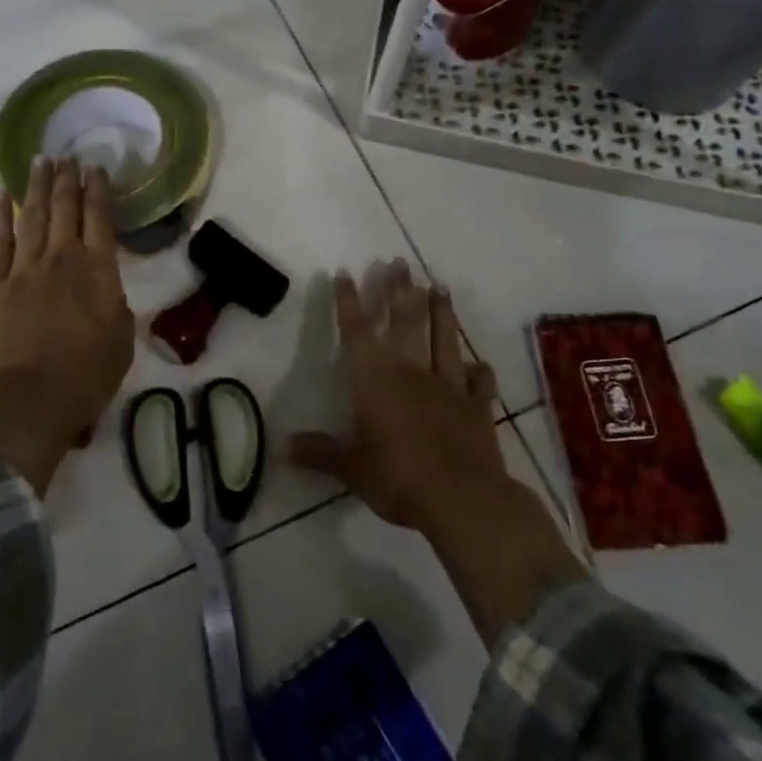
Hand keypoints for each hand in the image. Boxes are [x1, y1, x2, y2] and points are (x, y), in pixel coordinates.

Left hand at [0, 158, 134, 492]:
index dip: (98, 189)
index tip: (95, 166)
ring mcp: (24, 268)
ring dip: (38, 186)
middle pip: (66, 208)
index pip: (100, 218)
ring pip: (33, 216)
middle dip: (67, 179)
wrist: (28, 401)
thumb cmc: (85, 376)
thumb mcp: (121, 341)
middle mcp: (62, 258)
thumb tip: (107, 291)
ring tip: (41, 161)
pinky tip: (2, 195)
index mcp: (98, 271)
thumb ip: (116, 307)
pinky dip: (0, 215)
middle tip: (67, 155)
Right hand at [289, 261, 505, 535]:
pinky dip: (478, 370)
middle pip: (404, 320)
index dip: (349, 300)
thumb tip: (283, 446)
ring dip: (441, 311)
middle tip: (399, 262)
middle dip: (399, 290)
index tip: (345, 272)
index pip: (357, 330)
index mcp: (375, 378)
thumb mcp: (351, 468)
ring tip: (440, 286)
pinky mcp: (476, 405)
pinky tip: (478, 363)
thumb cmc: (397, 477)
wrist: (462, 498)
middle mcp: (410, 370)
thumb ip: (320, 453)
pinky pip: (478, 381)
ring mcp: (447, 384)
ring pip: (443, 338)